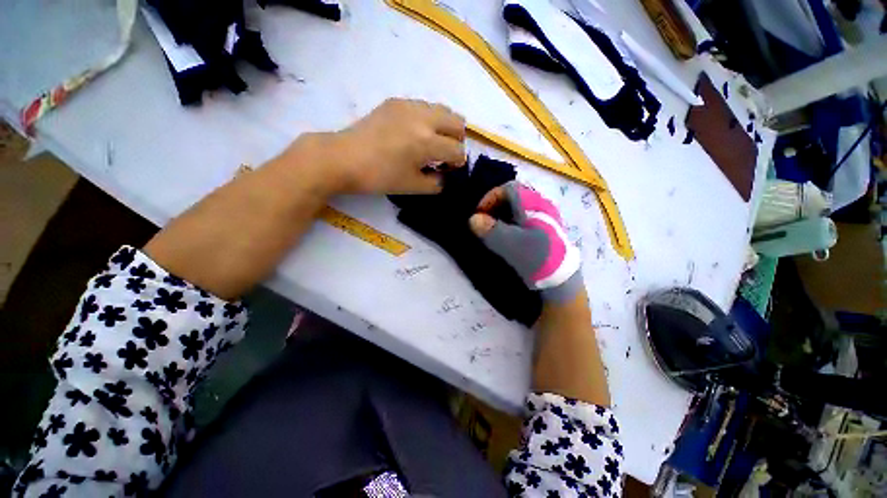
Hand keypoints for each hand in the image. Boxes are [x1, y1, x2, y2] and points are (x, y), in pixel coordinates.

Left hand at [323, 98, 466, 193]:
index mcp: (427, 142)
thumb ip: (436, 183)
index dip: (458, 162)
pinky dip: (428, 119)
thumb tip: (445, 176)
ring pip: (442, 109)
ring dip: (444, 126)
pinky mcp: (396, 101)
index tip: (450, 169)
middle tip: (446, 153)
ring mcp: (409, 106)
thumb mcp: (412, 187)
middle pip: (457, 121)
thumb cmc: (379, 177)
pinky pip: (423, 106)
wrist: (343, 158)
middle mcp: (423, 118)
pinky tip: (414, 132)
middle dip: (457, 139)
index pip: (457, 150)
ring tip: (432, 141)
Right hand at [469, 181, 581, 301]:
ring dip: (501, 215)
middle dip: (494, 207)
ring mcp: (543, 217)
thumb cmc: (537, 258)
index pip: (507, 189)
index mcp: (533, 204)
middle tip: (483, 222)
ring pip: (516, 208)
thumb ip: (491, 230)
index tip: (479, 214)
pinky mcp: (543, 229)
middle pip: (512, 197)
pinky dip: (509, 223)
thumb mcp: (511, 244)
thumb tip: (473, 219)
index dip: (489, 198)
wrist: (561, 279)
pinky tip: (505, 236)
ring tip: (492, 230)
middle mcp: (540, 205)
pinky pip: (522, 218)